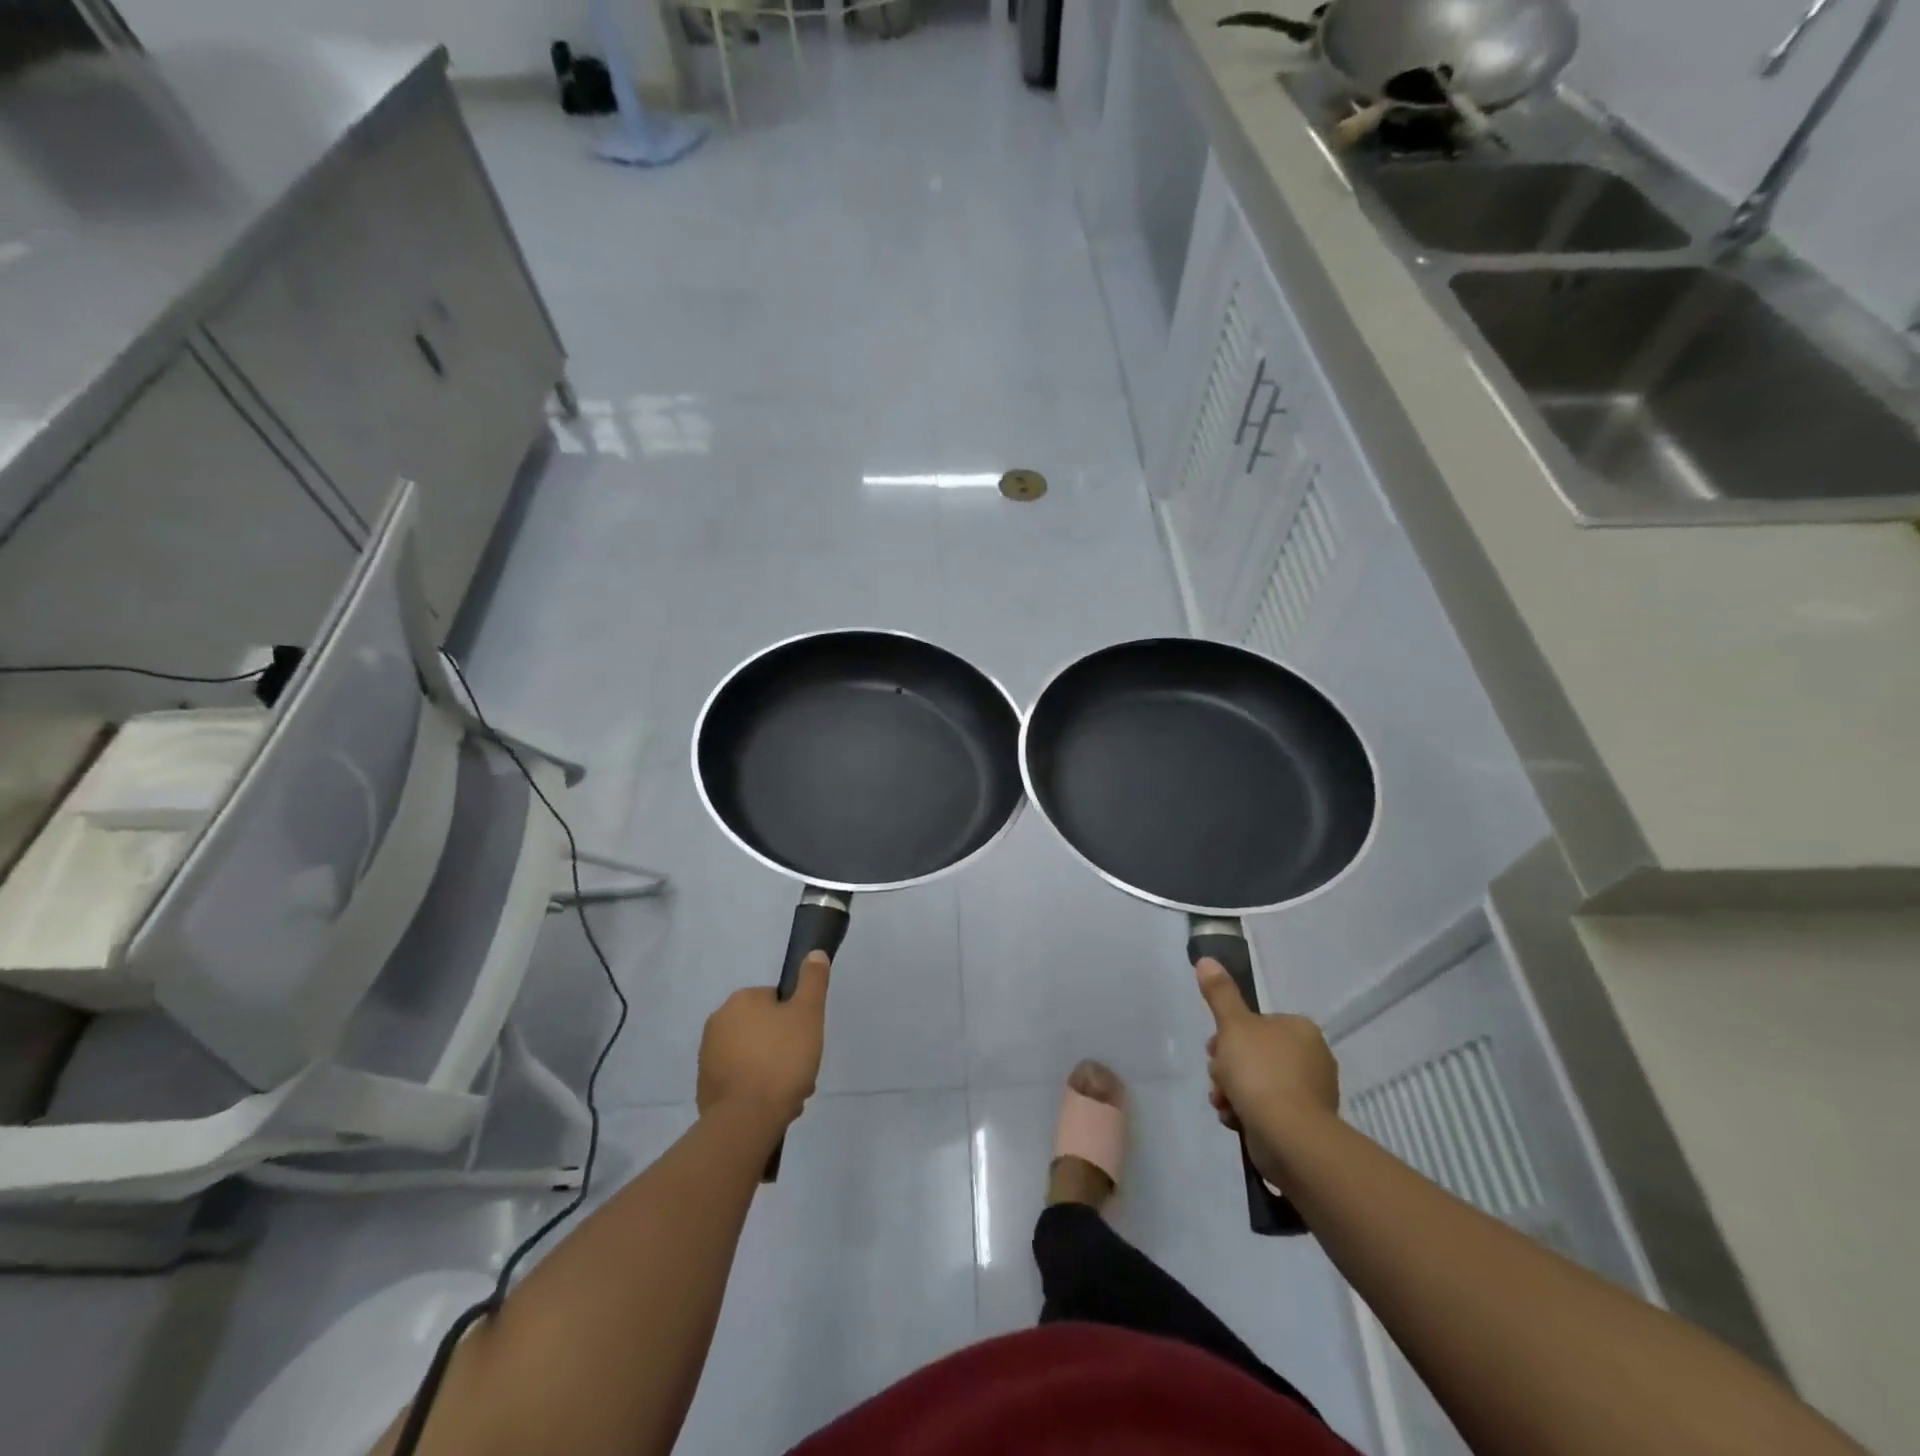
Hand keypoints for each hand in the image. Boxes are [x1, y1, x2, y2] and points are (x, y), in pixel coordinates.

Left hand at [697, 952, 830, 1128]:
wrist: (745, 1119)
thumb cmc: (781, 1060)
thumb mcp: (808, 1014)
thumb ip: (813, 981)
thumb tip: (814, 953)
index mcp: (741, 1000)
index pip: (777, 1001)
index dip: (797, 1021)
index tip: (807, 1042)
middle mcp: (718, 1021)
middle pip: (765, 1029)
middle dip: (785, 1049)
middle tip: (802, 1071)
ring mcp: (708, 1056)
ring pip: (754, 1056)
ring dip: (772, 1071)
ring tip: (790, 1094)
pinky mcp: (705, 1087)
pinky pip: (739, 1079)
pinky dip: (755, 1089)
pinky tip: (770, 1106)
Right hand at [1195, 958, 1338, 1186]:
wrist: (1289, 1135)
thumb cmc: (1260, 1071)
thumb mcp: (1233, 1025)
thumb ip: (1219, 993)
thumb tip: (1206, 959)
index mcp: (1300, 1029)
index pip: (1256, 1024)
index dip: (1228, 1035)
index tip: (1213, 1049)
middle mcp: (1312, 1058)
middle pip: (1254, 1054)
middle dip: (1228, 1068)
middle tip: (1217, 1078)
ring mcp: (1311, 1093)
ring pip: (1257, 1083)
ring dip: (1233, 1091)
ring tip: (1223, 1102)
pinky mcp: (1306, 1124)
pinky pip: (1268, 1110)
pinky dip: (1248, 1113)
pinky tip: (1235, 1119)